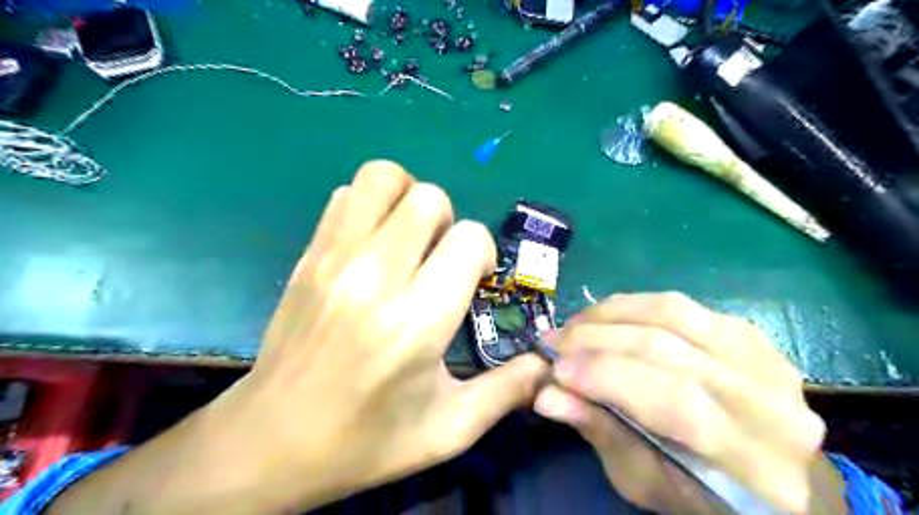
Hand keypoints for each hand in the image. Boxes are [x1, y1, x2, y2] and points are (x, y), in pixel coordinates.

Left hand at [48, 163, 544, 513]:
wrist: (271, 441)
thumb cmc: (367, 441)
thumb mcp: (450, 430)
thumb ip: (507, 391)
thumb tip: (546, 364)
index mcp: (417, 320)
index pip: (468, 239)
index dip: (482, 254)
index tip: (473, 282)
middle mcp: (375, 276)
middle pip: (429, 198)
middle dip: (449, 224)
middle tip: (439, 261)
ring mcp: (334, 258)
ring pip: (383, 177)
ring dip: (408, 200)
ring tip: (408, 240)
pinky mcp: (308, 255)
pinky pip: (346, 195)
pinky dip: (370, 206)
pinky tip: (373, 245)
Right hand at [536, 294, 842, 514]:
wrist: (768, 472)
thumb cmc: (700, 490)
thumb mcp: (645, 481)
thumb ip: (600, 432)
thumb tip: (548, 395)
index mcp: (753, 462)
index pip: (673, 401)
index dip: (605, 376)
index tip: (554, 370)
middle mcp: (770, 401)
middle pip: (668, 349)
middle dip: (596, 340)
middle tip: (552, 341)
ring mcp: (765, 356)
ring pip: (672, 313)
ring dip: (610, 314)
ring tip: (574, 325)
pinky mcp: (748, 331)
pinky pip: (679, 305)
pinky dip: (632, 306)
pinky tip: (605, 317)